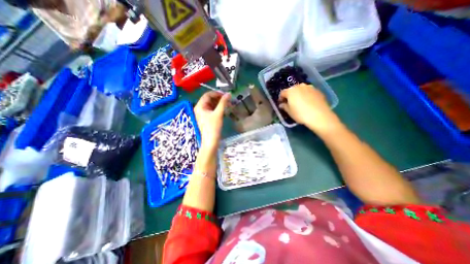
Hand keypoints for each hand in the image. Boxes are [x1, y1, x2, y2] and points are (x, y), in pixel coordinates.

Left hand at [195, 92, 230, 150]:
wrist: (211, 141)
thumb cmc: (213, 127)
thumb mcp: (218, 113)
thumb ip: (223, 103)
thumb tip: (228, 93)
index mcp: (200, 106)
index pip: (207, 95)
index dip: (216, 93)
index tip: (225, 95)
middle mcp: (199, 108)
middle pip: (209, 99)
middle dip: (218, 98)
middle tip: (227, 100)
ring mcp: (203, 113)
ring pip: (211, 104)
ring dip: (219, 103)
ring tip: (227, 104)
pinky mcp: (206, 117)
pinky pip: (212, 110)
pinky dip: (218, 108)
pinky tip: (224, 109)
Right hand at [278, 84, 341, 133]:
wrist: (319, 116)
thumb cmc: (300, 114)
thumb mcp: (289, 112)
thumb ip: (284, 106)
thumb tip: (281, 104)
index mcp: (291, 91)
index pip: (282, 92)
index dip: (280, 98)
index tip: (281, 103)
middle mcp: (300, 86)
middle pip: (292, 90)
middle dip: (290, 95)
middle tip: (290, 103)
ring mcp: (310, 87)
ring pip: (301, 90)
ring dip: (298, 94)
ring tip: (299, 102)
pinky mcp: (317, 90)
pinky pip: (309, 92)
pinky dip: (306, 95)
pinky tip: (308, 103)